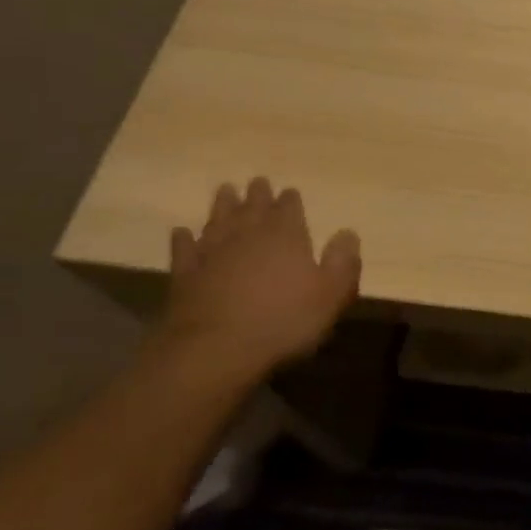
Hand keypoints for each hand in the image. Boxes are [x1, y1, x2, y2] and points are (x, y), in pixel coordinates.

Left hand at [160, 178, 359, 372]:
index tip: (289, 191)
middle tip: (257, 182)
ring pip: (218, 220)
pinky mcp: (186, 274)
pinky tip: (182, 232)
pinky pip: (184, 249)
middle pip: (253, 208)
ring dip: (223, 205)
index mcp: (286, 237)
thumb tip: (348, 232)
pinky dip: (184, 239)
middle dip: (257, 194)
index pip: (289, 208)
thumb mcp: (331, 295)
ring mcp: (213, 253)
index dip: (290, 199)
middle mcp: (248, 235)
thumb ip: (343, 262)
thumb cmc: (284, 321)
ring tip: (225, 190)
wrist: (216, 348)